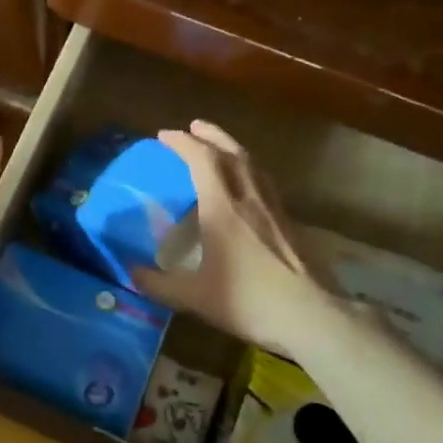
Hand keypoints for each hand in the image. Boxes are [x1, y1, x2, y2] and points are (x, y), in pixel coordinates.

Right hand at [131, 120, 347, 361]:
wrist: (312, 316)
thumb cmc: (249, 302)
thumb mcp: (194, 298)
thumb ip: (158, 284)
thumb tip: (131, 273)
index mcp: (223, 209)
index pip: (201, 160)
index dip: (182, 143)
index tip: (164, 136)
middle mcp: (249, 199)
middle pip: (231, 152)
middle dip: (210, 135)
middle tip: (193, 126)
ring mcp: (274, 209)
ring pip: (253, 164)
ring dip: (232, 147)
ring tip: (219, 146)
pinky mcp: (290, 222)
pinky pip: (266, 182)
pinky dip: (250, 170)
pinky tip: (248, 183)